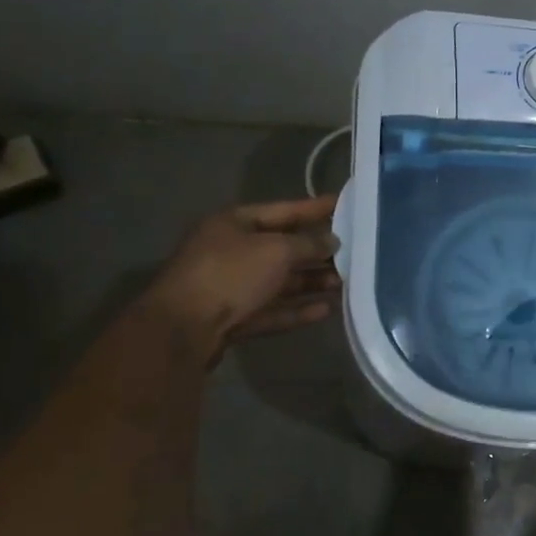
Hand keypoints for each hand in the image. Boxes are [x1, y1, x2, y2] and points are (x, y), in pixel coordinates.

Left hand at [146, 197, 340, 356]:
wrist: (181, 330)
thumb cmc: (230, 274)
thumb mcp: (276, 250)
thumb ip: (309, 243)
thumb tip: (332, 241)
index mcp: (233, 223)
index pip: (283, 210)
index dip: (314, 208)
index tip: (345, 205)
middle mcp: (230, 251)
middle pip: (282, 248)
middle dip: (316, 252)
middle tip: (353, 253)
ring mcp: (229, 286)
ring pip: (278, 281)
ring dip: (311, 282)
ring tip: (345, 284)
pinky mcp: (232, 318)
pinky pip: (271, 309)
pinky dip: (297, 309)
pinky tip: (325, 310)